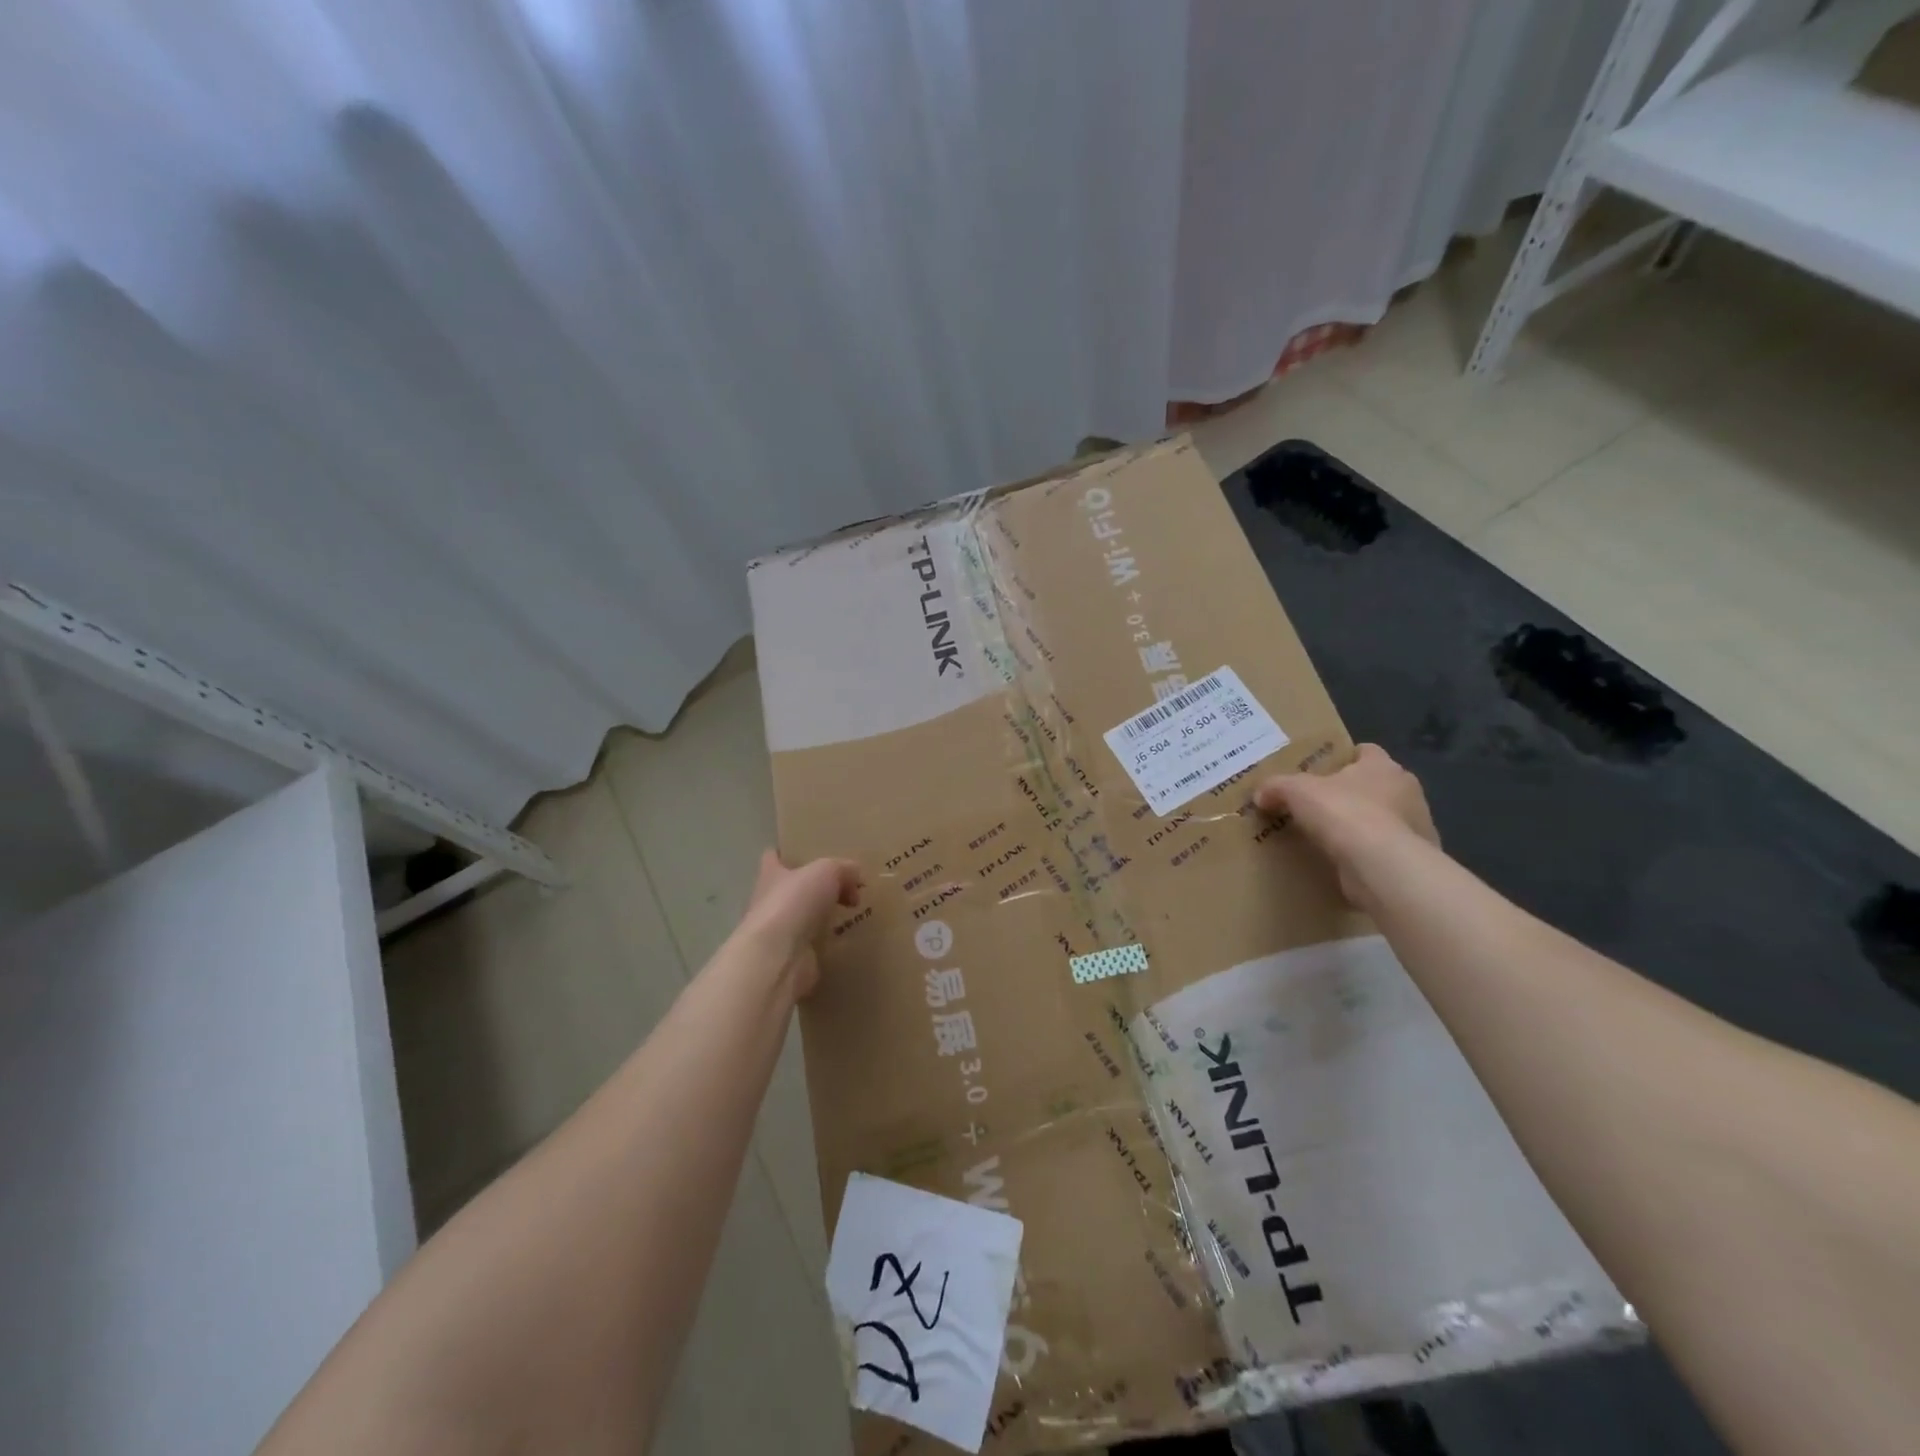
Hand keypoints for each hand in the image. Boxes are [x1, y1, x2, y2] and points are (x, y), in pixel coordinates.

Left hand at [738, 850, 861, 999]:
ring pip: (807, 917)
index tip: (809, 853)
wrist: (778, 958)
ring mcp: (781, 933)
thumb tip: (856, 877)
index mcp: (771, 874)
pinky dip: (832, 942)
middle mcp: (770, 902)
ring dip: (826, 916)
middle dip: (817, 887)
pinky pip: (817, 945)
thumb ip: (843, 868)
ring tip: (856, 911)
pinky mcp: (793, 958)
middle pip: (794, 888)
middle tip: (848, 885)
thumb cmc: (794, 902)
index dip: (788, 853)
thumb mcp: (827, 871)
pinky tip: (853, 937)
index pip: (773, 857)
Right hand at [1253, 744, 1436, 909]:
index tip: (1323, 770)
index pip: (1367, 752)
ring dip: (1364, 825)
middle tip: (1321, 805)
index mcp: (1383, 766)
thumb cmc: (1344, 813)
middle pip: (1377, 785)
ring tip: (1332, 838)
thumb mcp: (1297, 792)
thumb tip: (1261, 794)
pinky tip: (1347, 863)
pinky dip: (1370, 854)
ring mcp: (1416, 826)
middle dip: (1353, 793)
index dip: (1345, 758)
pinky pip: (1387, 850)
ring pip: (1385, 819)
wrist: (1382, 866)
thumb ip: (1277, 787)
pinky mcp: (1413, 859)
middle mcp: (1406, 791)